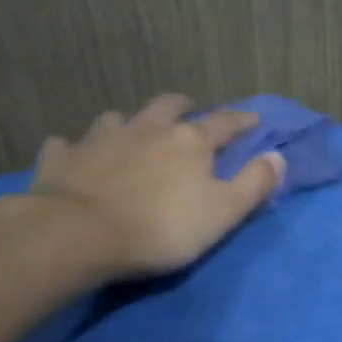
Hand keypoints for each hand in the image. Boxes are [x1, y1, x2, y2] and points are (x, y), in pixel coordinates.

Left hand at [0, 95, 285, 283]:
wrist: (78, 234)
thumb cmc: (161, 228)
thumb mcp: (223, 213)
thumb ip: (253, 184)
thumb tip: (278, 156)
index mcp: (190, 141)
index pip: (224, 123)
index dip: (242, 121)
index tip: (253, 120)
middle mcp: (147, 129)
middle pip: (168, 106)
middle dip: (182, 106)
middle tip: (188, 111)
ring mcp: (101, 139)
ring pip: (117, 119)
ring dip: (129, 124)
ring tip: (131, 134)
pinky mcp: (63, 158)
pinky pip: (68, 144)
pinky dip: (76, 148)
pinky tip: (76, 156)